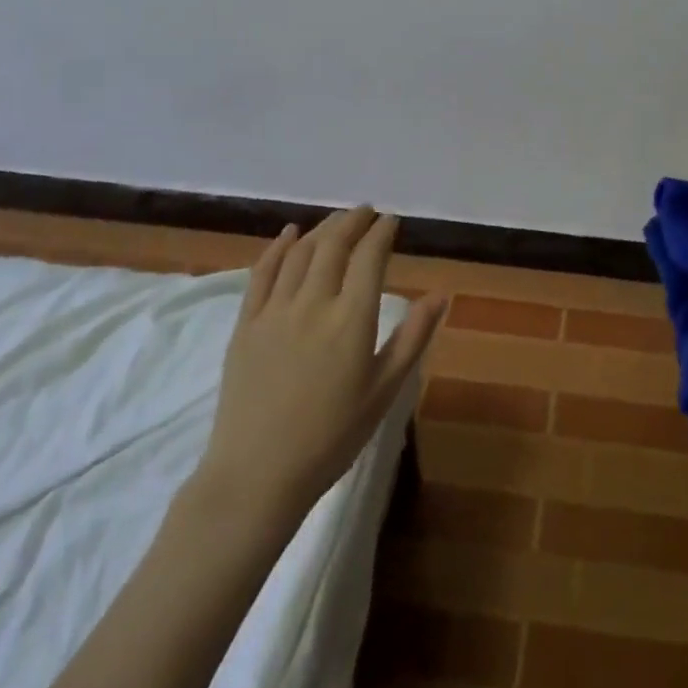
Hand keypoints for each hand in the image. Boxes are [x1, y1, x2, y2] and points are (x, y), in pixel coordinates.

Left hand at [191, 207, 444, 524]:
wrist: (257, 475)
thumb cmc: (332, 437)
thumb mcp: (385, 391)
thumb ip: (414, 337)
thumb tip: (442, 294)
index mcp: (352, 319)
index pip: (369, 257)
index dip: (382, 232)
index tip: (392, 220)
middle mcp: (313, 303)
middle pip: (334, 245)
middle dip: (353, 221)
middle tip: (367, 212)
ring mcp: (274, 311)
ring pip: (300, 253)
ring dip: (322, 229)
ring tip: (337, 220)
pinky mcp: (246, 324)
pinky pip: (262, 273)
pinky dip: (278, 247)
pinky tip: (289, 234)